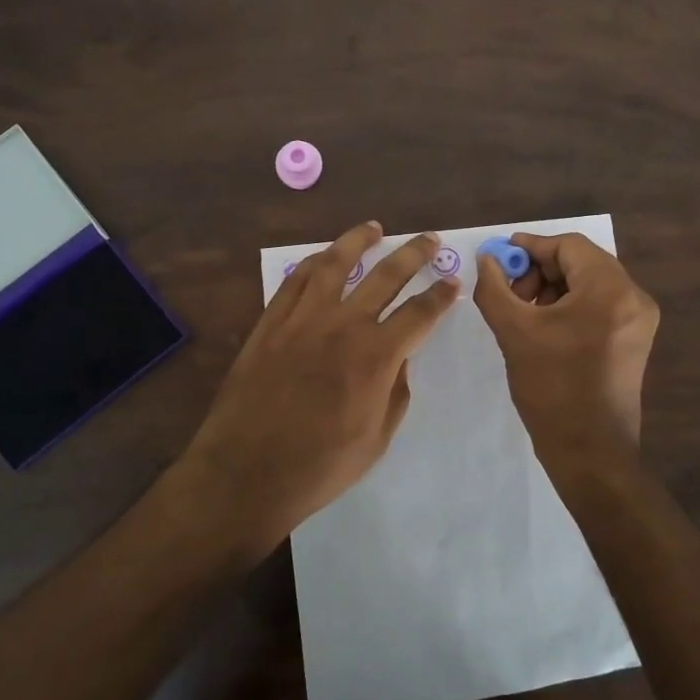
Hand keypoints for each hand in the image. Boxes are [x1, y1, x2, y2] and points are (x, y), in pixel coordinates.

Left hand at [182, 221, 457, 548]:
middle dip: (414, 254)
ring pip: (336, 264)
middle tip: (430, 239)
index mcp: (376, 356)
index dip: (441, 296)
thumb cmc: (319, 466)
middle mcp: (343, 325)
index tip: (453, 283)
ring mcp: (303, 319)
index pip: (419, 313)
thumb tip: (398, 362)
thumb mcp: (377, 439)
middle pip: (386, 276)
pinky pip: (295, 281)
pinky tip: (324, 257)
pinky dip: (314, 263)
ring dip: (358, 241)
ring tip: (374, 227)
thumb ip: (395, 393)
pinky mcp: (271, 323)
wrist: (246, 472)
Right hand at [473, 232, 659, 472]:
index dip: (531, 247)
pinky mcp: (635, 339)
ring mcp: (639, 320)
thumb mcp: (514, 332)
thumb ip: (494, 287)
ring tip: (523, 311)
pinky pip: (600, 305)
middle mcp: (634, 297)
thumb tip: (486, 259)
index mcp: (610, 290)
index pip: (569, 245)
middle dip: (541, 269)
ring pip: (590, 283)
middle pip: (582, 262)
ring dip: (554, 287)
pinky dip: (570, 305)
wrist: (590, 451)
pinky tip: (544, 325)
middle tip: (510, 290)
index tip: (500, 258)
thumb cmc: (551, 388)